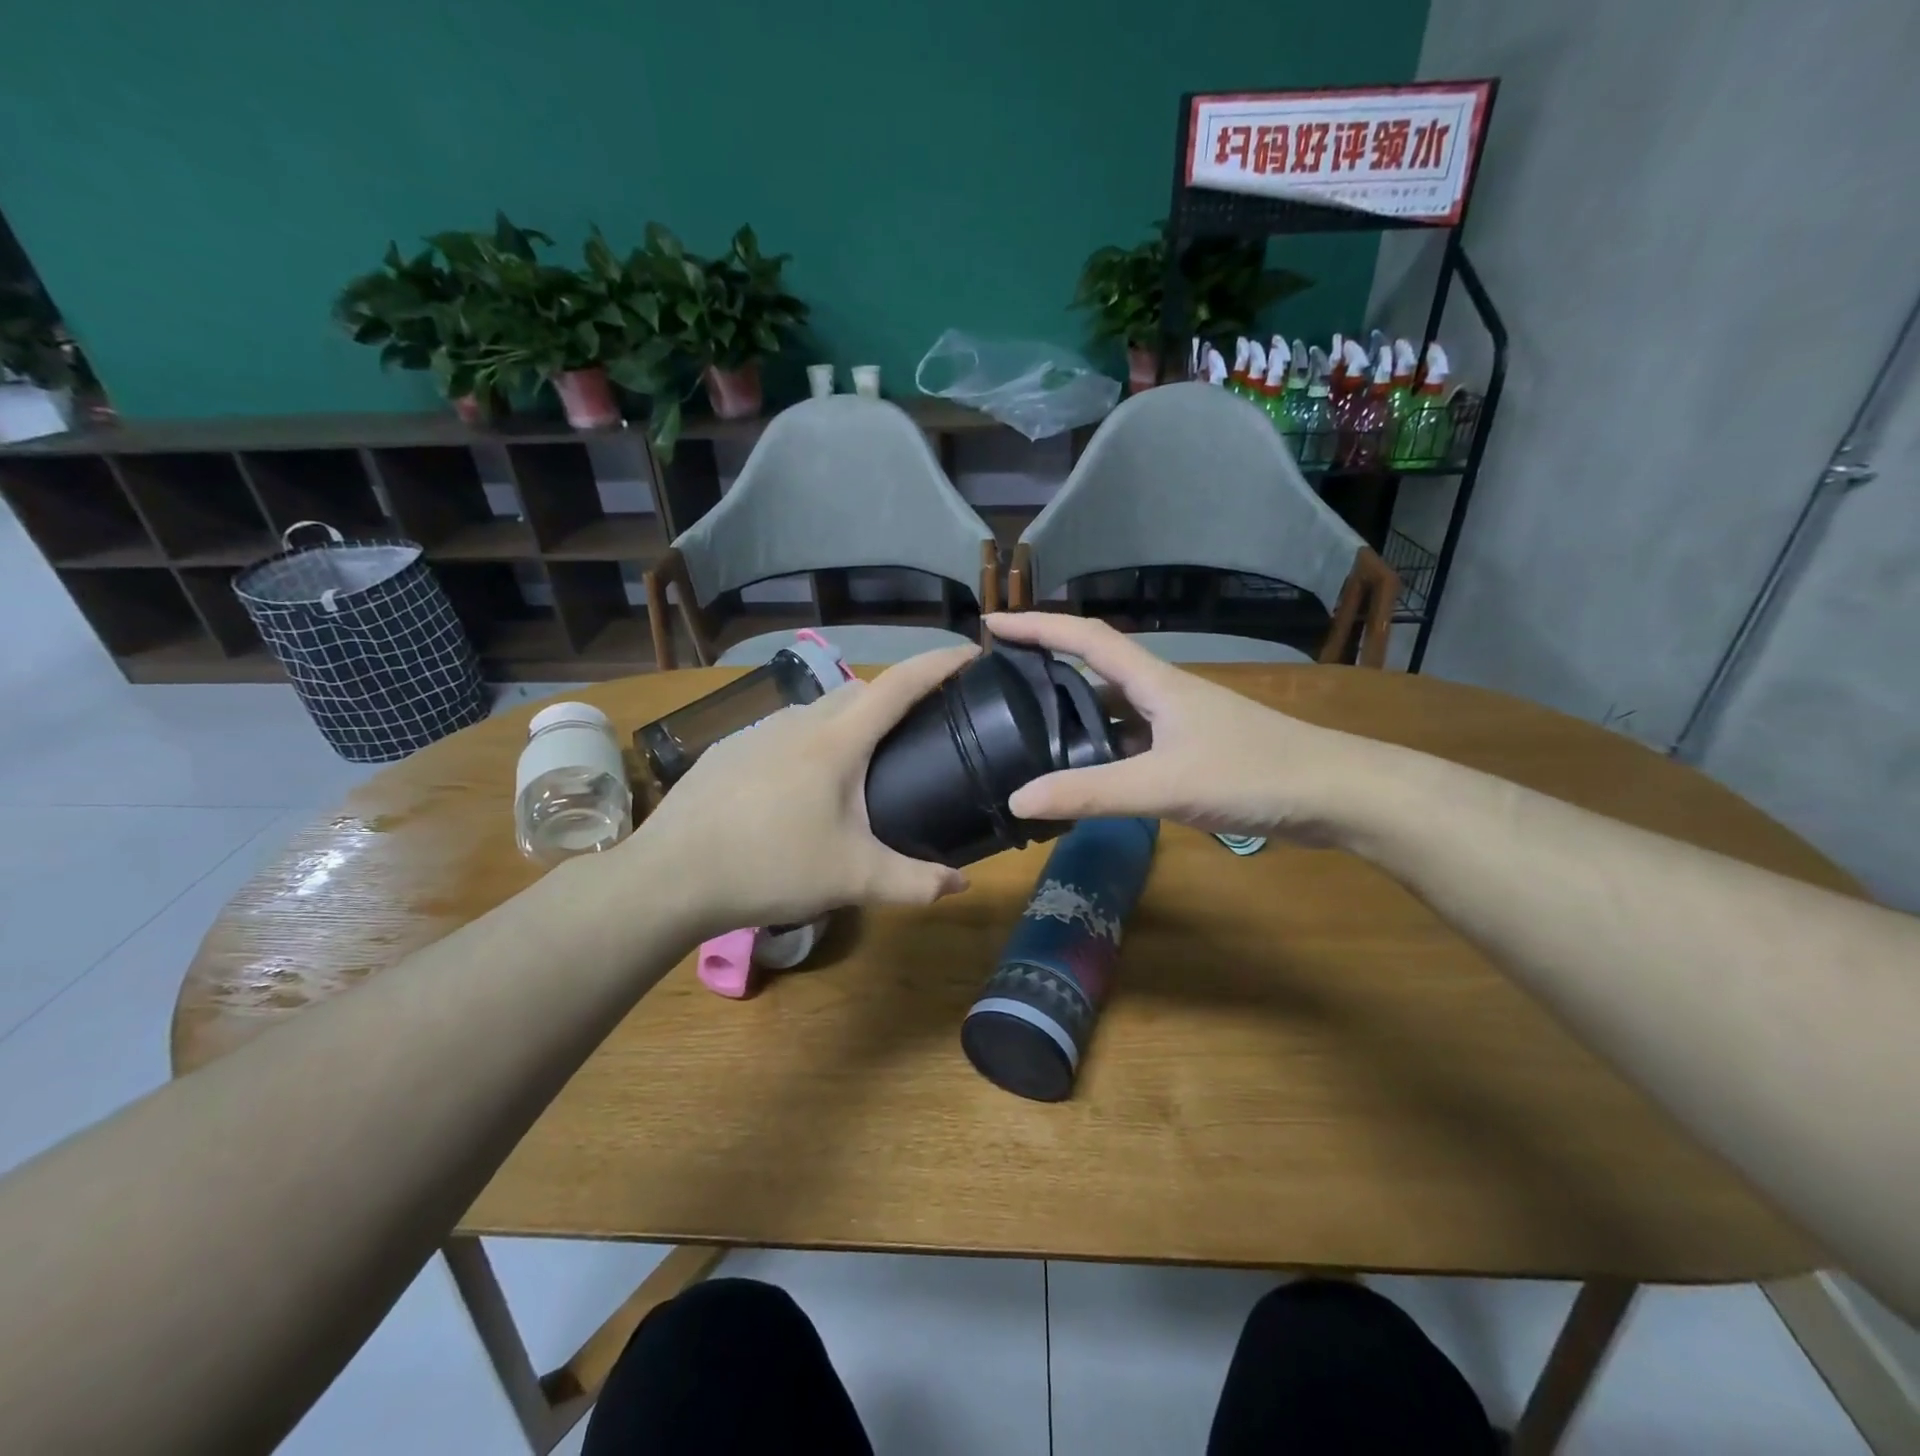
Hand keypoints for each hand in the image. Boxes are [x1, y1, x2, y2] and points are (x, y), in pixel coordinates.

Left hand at [626, 645, 977, 937]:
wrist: (671, 876)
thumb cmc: (771, 866)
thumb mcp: (853, 878)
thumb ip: (914, 881)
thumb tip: (961, 886)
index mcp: (837, 740)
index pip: (901, 683)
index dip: (941, 662)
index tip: (973, 653)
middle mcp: (800, 720)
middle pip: (862, 691)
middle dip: (899, 695)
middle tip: (924, 724)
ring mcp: (759, 731)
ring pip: (820, 710)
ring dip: (852, 721)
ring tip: (865, 762)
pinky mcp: (731, 749)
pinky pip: (787, 732)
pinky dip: (813, 742)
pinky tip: (804, 786)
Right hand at [985, 613, 1374, 842]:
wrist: (1334, 795)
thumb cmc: (1252, 773)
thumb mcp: (1163, 784)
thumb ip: (1090, 793)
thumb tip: (1018, 799)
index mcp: (1154, 682)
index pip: (1084, 637)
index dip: (1037, 625)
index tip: (992, 623)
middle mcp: (1161, 695)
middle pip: (1093, 670)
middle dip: (1046, 669)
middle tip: (998, 687)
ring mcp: (1178, 725)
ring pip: (1112, 713)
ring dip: (1072, 718)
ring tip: (1026, 736)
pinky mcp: (1190, 754)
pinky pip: (1130, 745)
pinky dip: (1100, 755)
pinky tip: (1083, 779)